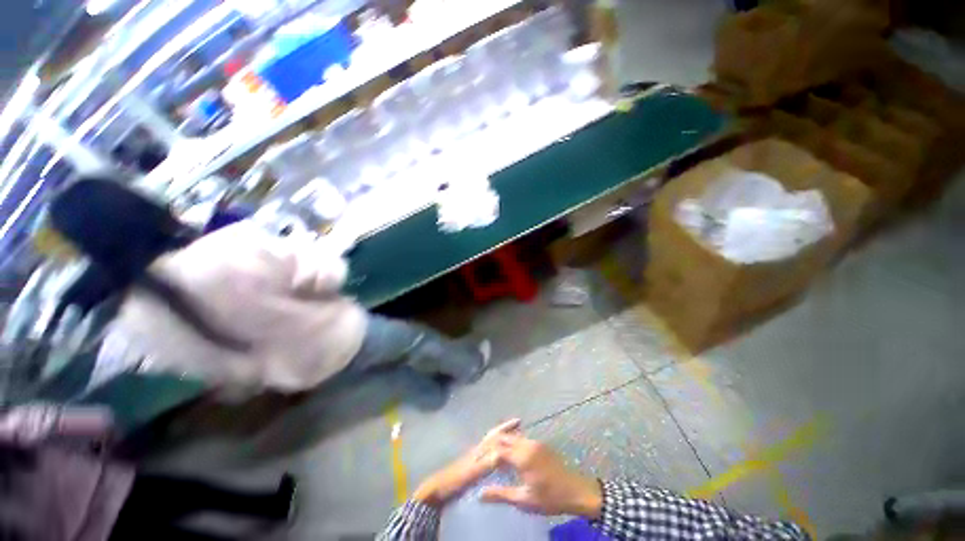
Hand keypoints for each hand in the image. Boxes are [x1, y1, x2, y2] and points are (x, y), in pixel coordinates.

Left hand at [413, 419, 520, 507]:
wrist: (439, 488)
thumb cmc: (456, 479)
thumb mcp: (473, 472)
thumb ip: (486, 462)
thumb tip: (502, 453)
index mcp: (480, 448)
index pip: (496, 434)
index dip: (507, 427)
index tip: (518, 421)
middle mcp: (479, 448)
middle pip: (494, 435)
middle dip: (505, 430)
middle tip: (518, 425)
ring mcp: (475, 456)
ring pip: (491, 443)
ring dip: (502, 438)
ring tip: (513, 438)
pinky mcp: (473, 465)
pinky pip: (489, 452)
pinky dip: (498, 450)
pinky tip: (501, 457)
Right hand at [481, 433, 602, 518]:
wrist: (577, 491)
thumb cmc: (550, 498)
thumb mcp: (524, 500)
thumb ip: (501, 494)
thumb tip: (480, 494)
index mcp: (522, 456)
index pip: (497, 449)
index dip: (486, 455)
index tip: (478, 464)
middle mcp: (527, 444)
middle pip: (504, 437)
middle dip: (493, 445)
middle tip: (484, 458)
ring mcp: (535, 442)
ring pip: (513, 436)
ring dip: (503, 444)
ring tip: (497, 459)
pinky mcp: (541, 444)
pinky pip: (522, 438)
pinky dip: (513, 444)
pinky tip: (512, 458)